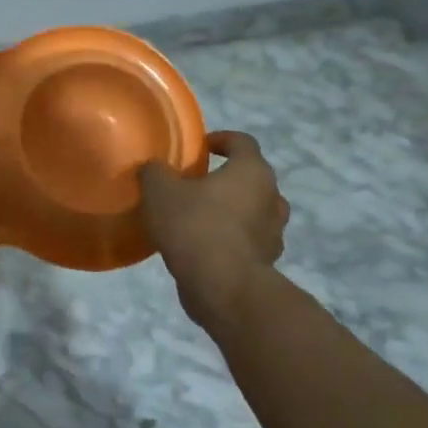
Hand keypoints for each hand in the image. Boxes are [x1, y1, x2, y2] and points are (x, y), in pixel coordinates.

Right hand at [138, 131, 289, 322]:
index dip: (221, 139)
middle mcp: (271, 197)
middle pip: (251, 178)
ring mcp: (274, 232)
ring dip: (231, 211)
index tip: (200, 148)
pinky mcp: (267, 261)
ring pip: (253, 211)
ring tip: (200, 218)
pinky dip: (231, 239)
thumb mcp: (160, 191)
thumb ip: (155, 172)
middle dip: (225, 178)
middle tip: (194, 185)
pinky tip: (204, 247)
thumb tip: (154, 169)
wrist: (223, 287)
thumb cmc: (195, 227)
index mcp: (251, 171)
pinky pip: (248, 241)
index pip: (242, 142)